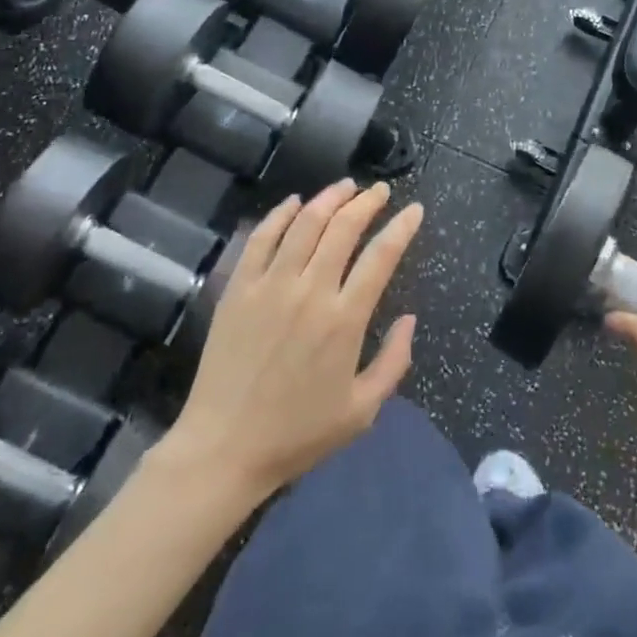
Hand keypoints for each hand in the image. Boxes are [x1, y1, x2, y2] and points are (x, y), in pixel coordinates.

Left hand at [167, 180, 421, 501]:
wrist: (222, 450)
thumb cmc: (296, 434)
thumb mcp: (361, 411)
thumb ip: (394, 362)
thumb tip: (409, 318)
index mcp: (344, 320)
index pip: (381, 256)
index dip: (402, 227)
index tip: (413, 209)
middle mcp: (310, 291)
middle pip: (343, 227)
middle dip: (367, 202)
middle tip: (380, 191)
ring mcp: (270, 285)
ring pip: (305, 223)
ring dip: (329, 198)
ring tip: (346, 187)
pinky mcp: (239, 288)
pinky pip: (261, 238)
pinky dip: (280, 213)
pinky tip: (294, 202)